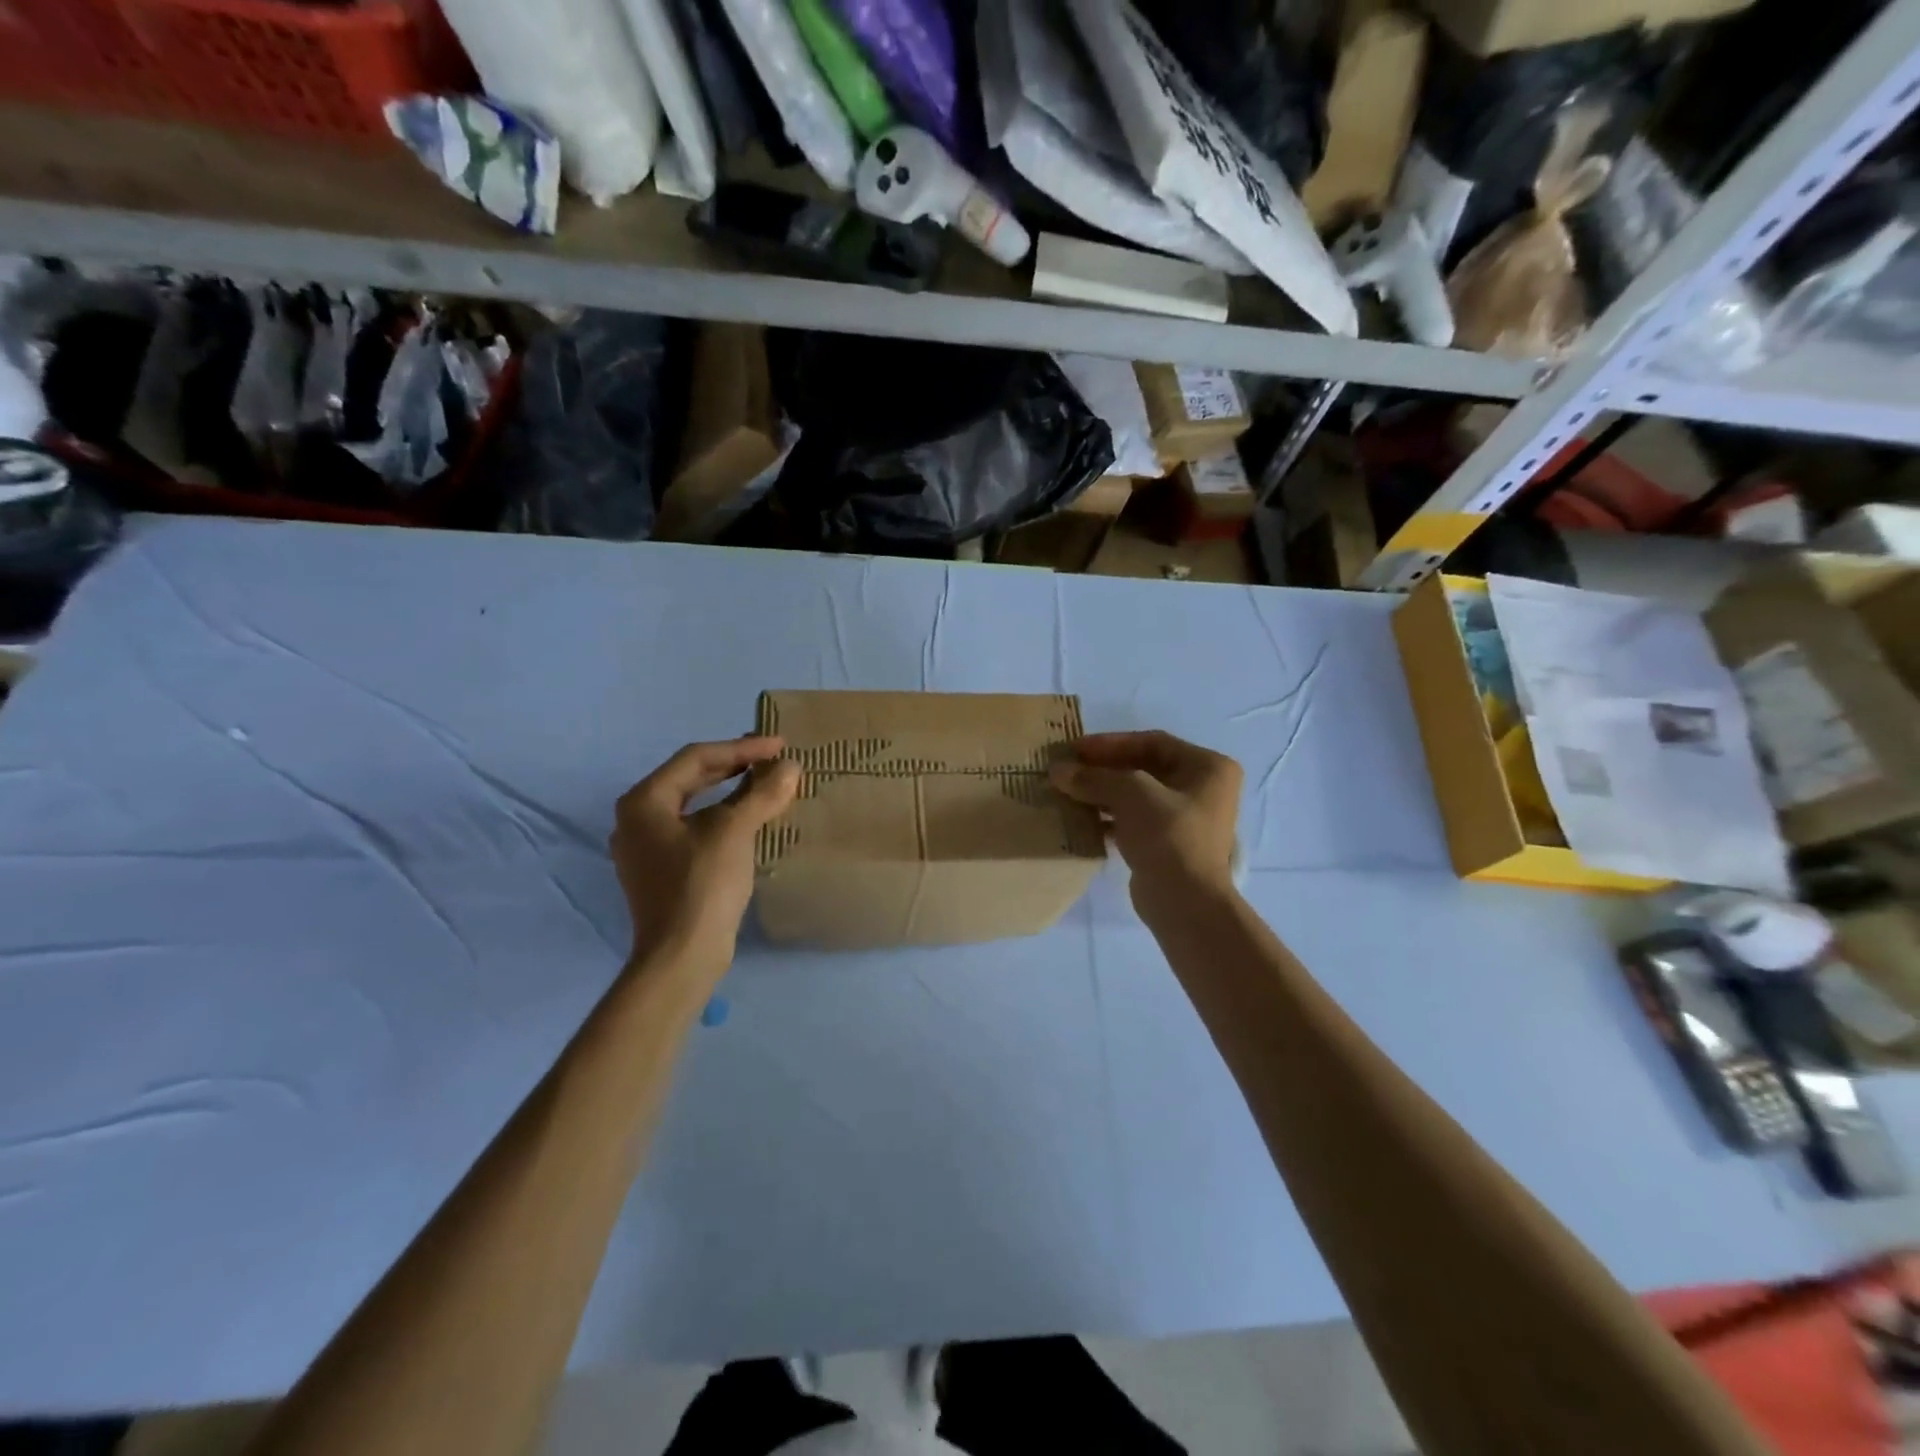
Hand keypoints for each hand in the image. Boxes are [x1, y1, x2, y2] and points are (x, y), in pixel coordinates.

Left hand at [611, 737, 801, 973]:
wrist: (682, 956)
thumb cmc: (702, 884)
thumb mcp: (735, 831)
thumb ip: (762, 793)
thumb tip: (791, 766)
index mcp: (643, 801)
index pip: (697, 758)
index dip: (742, 748)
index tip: (780, 746)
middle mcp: (636, 819)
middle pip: (691, 778)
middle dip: (735, 766)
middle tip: (773, 757)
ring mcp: (645, 848)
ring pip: (693, 805)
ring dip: (731, 792)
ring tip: (765, 783)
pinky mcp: (660, 872)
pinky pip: (694, 830)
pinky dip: (722, 818)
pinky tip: (748, 820)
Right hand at [1050, 731, 1242, 915]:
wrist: (1185, 902)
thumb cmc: (1168, 835)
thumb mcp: (1131, 794)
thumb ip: (1094, 778)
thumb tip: (1058, 771)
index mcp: (1207, 767)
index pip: (1152, 742)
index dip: (1111, 743)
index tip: (1075, 749)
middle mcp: (1202, 788)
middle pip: (1144, 767)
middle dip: (1104, 768)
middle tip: (1068, 770)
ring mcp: (1186, 819)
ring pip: (1136, 794)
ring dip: (1103, 792)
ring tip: (1068, 792)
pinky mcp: (1168, 844)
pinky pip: (1134, 819)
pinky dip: (1109, 816)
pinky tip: (1082, 819)